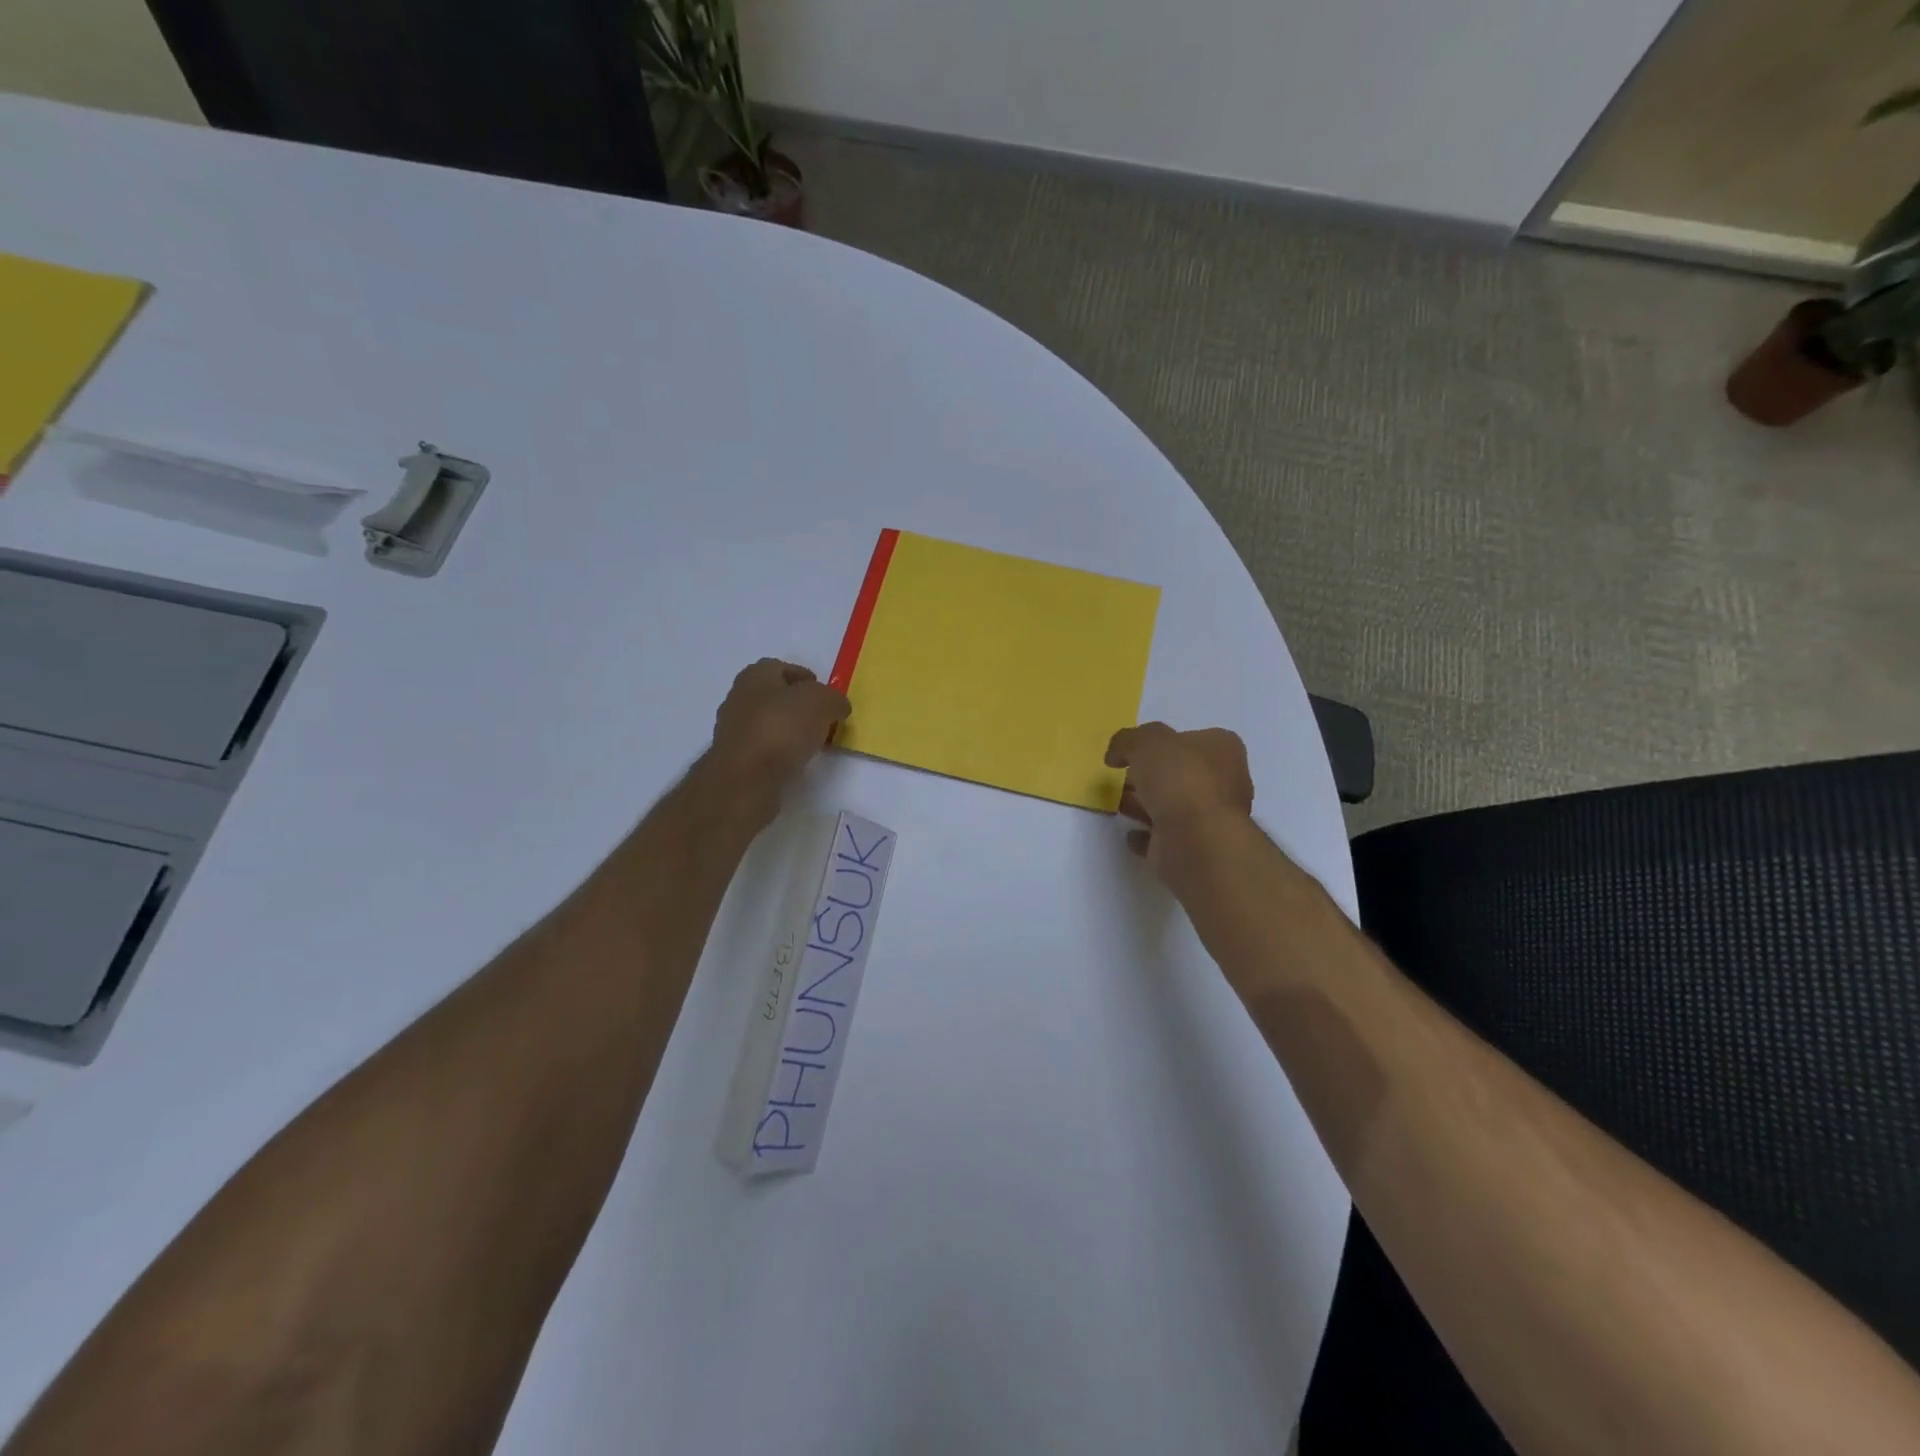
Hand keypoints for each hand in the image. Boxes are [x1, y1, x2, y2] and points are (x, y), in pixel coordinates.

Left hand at [707, 659, 849, 816]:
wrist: (745, 779)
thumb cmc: (782, 728)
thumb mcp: (822, 702)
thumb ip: (834, 699)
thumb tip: (837, 707)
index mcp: (755, 675)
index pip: (782, 668)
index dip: (806, 679)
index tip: (826, 696)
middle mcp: (739, 697)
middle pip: (775, 696)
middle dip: (799, 706)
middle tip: (824, 719)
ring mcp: (733, 730)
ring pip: (769, 723)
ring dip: (790, 730)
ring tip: (814, 743)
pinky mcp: (735, 759)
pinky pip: (764, 748)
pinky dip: (780, 752)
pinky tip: (796, 761)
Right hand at [1105, 722, 1254, 876]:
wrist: (1196, 840)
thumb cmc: (1180, 779)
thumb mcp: (1146, 742)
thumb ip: (1128, 741)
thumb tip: (1116, 754)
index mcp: (1223, 749)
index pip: (1193, 739)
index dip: (1164, 742)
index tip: (1137, 751)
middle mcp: (1225, 782)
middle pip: (1182, 774)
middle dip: (1152, 776)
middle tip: (1123, 778)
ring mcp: (1212, 818)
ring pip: (1174, 806)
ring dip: (1147, 805)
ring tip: (1119, 805)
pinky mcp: (1196, 848)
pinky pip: (1166, 837)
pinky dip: (1149, 835)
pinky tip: (1131, 834)